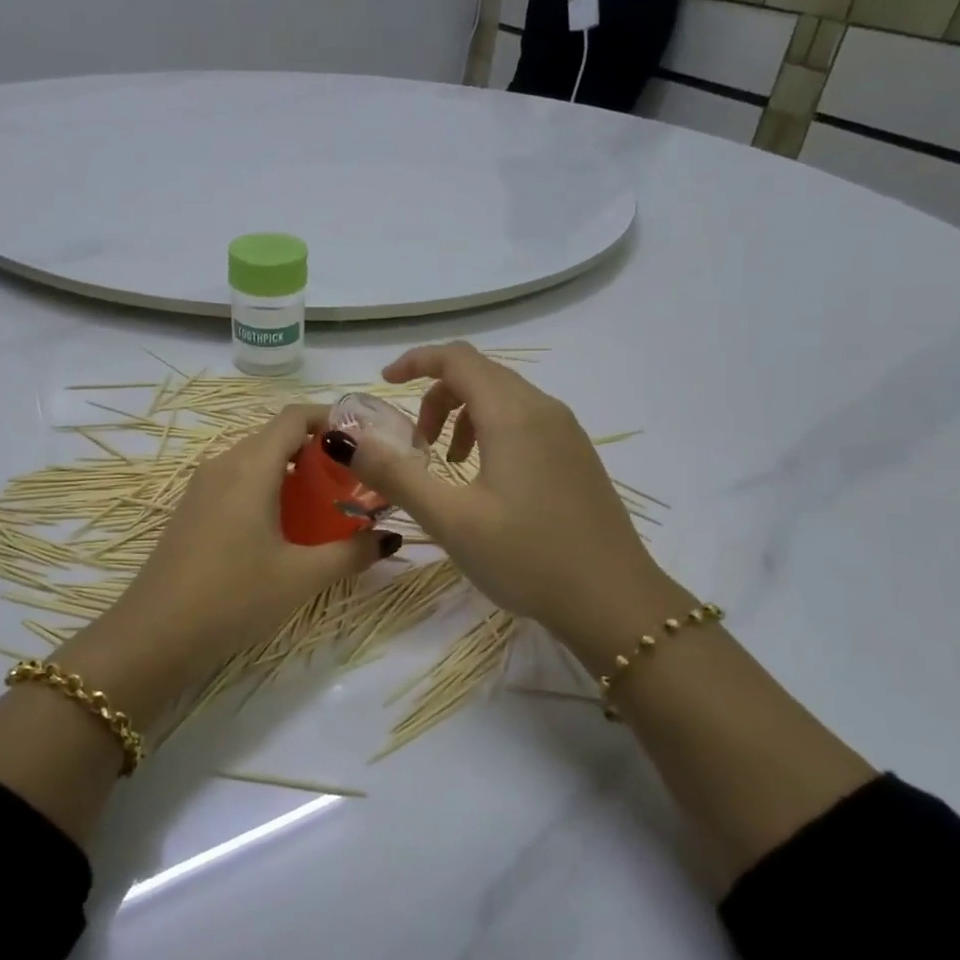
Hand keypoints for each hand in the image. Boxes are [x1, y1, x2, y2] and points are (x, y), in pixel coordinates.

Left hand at [103, 404, 396, 688]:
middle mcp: (224, 464)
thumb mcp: (301, 576)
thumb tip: (390, 538)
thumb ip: (351, 552)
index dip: (332, 419)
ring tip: (326, 507)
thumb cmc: (234, 596)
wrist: (155, 635)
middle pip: (276, 437)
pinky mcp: (193, 510)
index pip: (295, 417)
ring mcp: (202, 487)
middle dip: (318, 452)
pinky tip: (285, 529)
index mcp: (251, 466)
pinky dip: (268, 490)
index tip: (365, 441)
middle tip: (354, 482)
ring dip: (293, 473)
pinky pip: (237, 482)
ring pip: (256, 461)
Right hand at [345, 343, 679, 664]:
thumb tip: (345, 439)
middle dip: (437, 397)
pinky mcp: (577, 457)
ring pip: (504, 399)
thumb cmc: (527, 557)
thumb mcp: (451, 520)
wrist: (613, 600)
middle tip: (415, 444)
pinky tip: (487, 482)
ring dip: (464, 417)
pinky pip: (526, 422)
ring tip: (449, 465)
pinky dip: (492, 432)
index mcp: (513, 414)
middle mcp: (544, 409)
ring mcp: (567, 432)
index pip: (458, 358)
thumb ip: (396, 474)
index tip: (383, 384)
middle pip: (481, 375)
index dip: (415, 362)